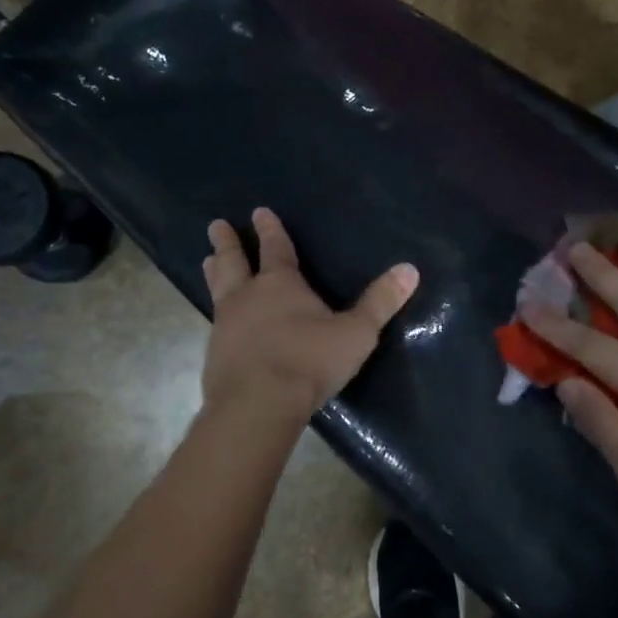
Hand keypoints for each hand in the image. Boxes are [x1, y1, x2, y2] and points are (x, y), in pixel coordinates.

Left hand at [201, 208, 419, 421]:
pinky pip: (215, 324)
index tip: (258, 211)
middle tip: (215, 225)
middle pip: (234, 261)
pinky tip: (218, 321)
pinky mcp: (215, 354)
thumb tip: (410, 269)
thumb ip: (380, 302)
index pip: (275, 248)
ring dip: (215, 272)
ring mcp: (225, 325)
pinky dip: (217, 313)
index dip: (269, 230)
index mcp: (280, 284)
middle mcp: (247, 296)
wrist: (257, 405)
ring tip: (207, 260)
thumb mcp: (356, 333)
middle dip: (227, 243)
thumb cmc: (309, 361)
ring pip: (218, 289)